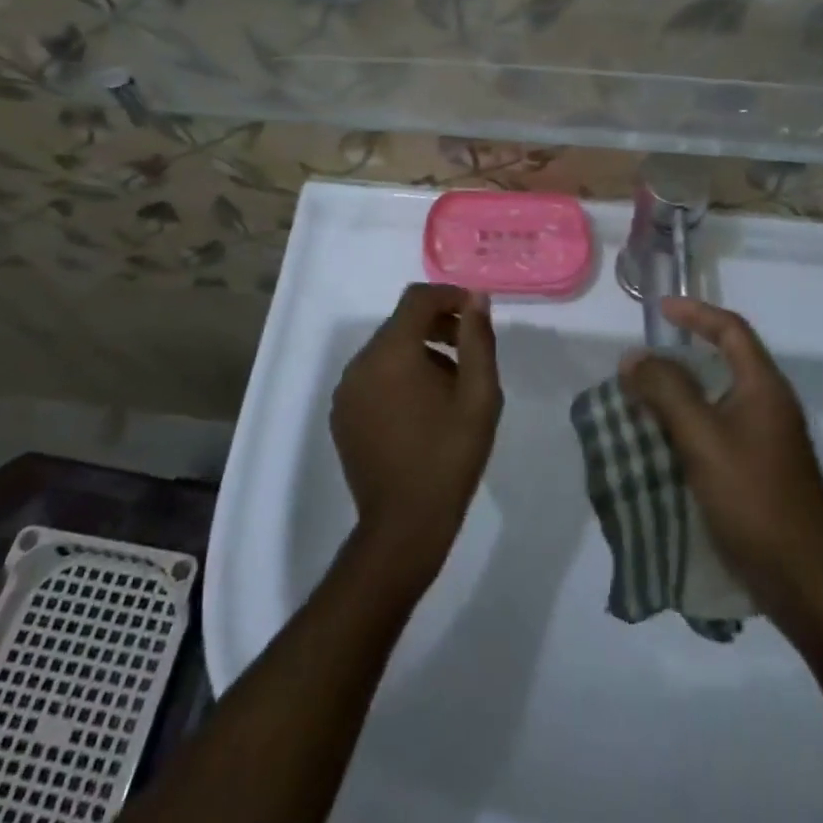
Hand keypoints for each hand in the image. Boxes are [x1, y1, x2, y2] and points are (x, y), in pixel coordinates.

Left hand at [332, 283, 501, 587]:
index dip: (449, 296)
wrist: (404, 526)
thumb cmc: (449, 456)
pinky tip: (423, 409)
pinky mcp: (342, 415)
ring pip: (387, 351)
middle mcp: (360, 363)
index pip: (417, 299)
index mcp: (392, 353)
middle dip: (437, 326)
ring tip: (451, 386)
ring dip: (420, 352)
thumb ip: (478, 340)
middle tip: (470, 351)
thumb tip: (476, 299)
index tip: (475, 312)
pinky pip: (373, 377)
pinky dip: (399, 376)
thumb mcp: (479, 396)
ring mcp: (346, 391)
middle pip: (401, 323)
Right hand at [620, 298, 822, 632]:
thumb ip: (666, 391)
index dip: (695, 313)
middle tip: (642, 363)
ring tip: (643, 400)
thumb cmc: (753, 498)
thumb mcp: (702, 438)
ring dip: (681, 393)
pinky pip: (718, 428)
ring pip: (718, 398)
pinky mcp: (760, 469)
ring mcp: (768, 439)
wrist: (804, 581)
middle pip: (725, 361)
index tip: (659, 311)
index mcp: (764, 387)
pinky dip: (689, 424)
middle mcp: (770, 405)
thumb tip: (634, 357)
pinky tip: (663, 443)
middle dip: (681, 355)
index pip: (731, 329)